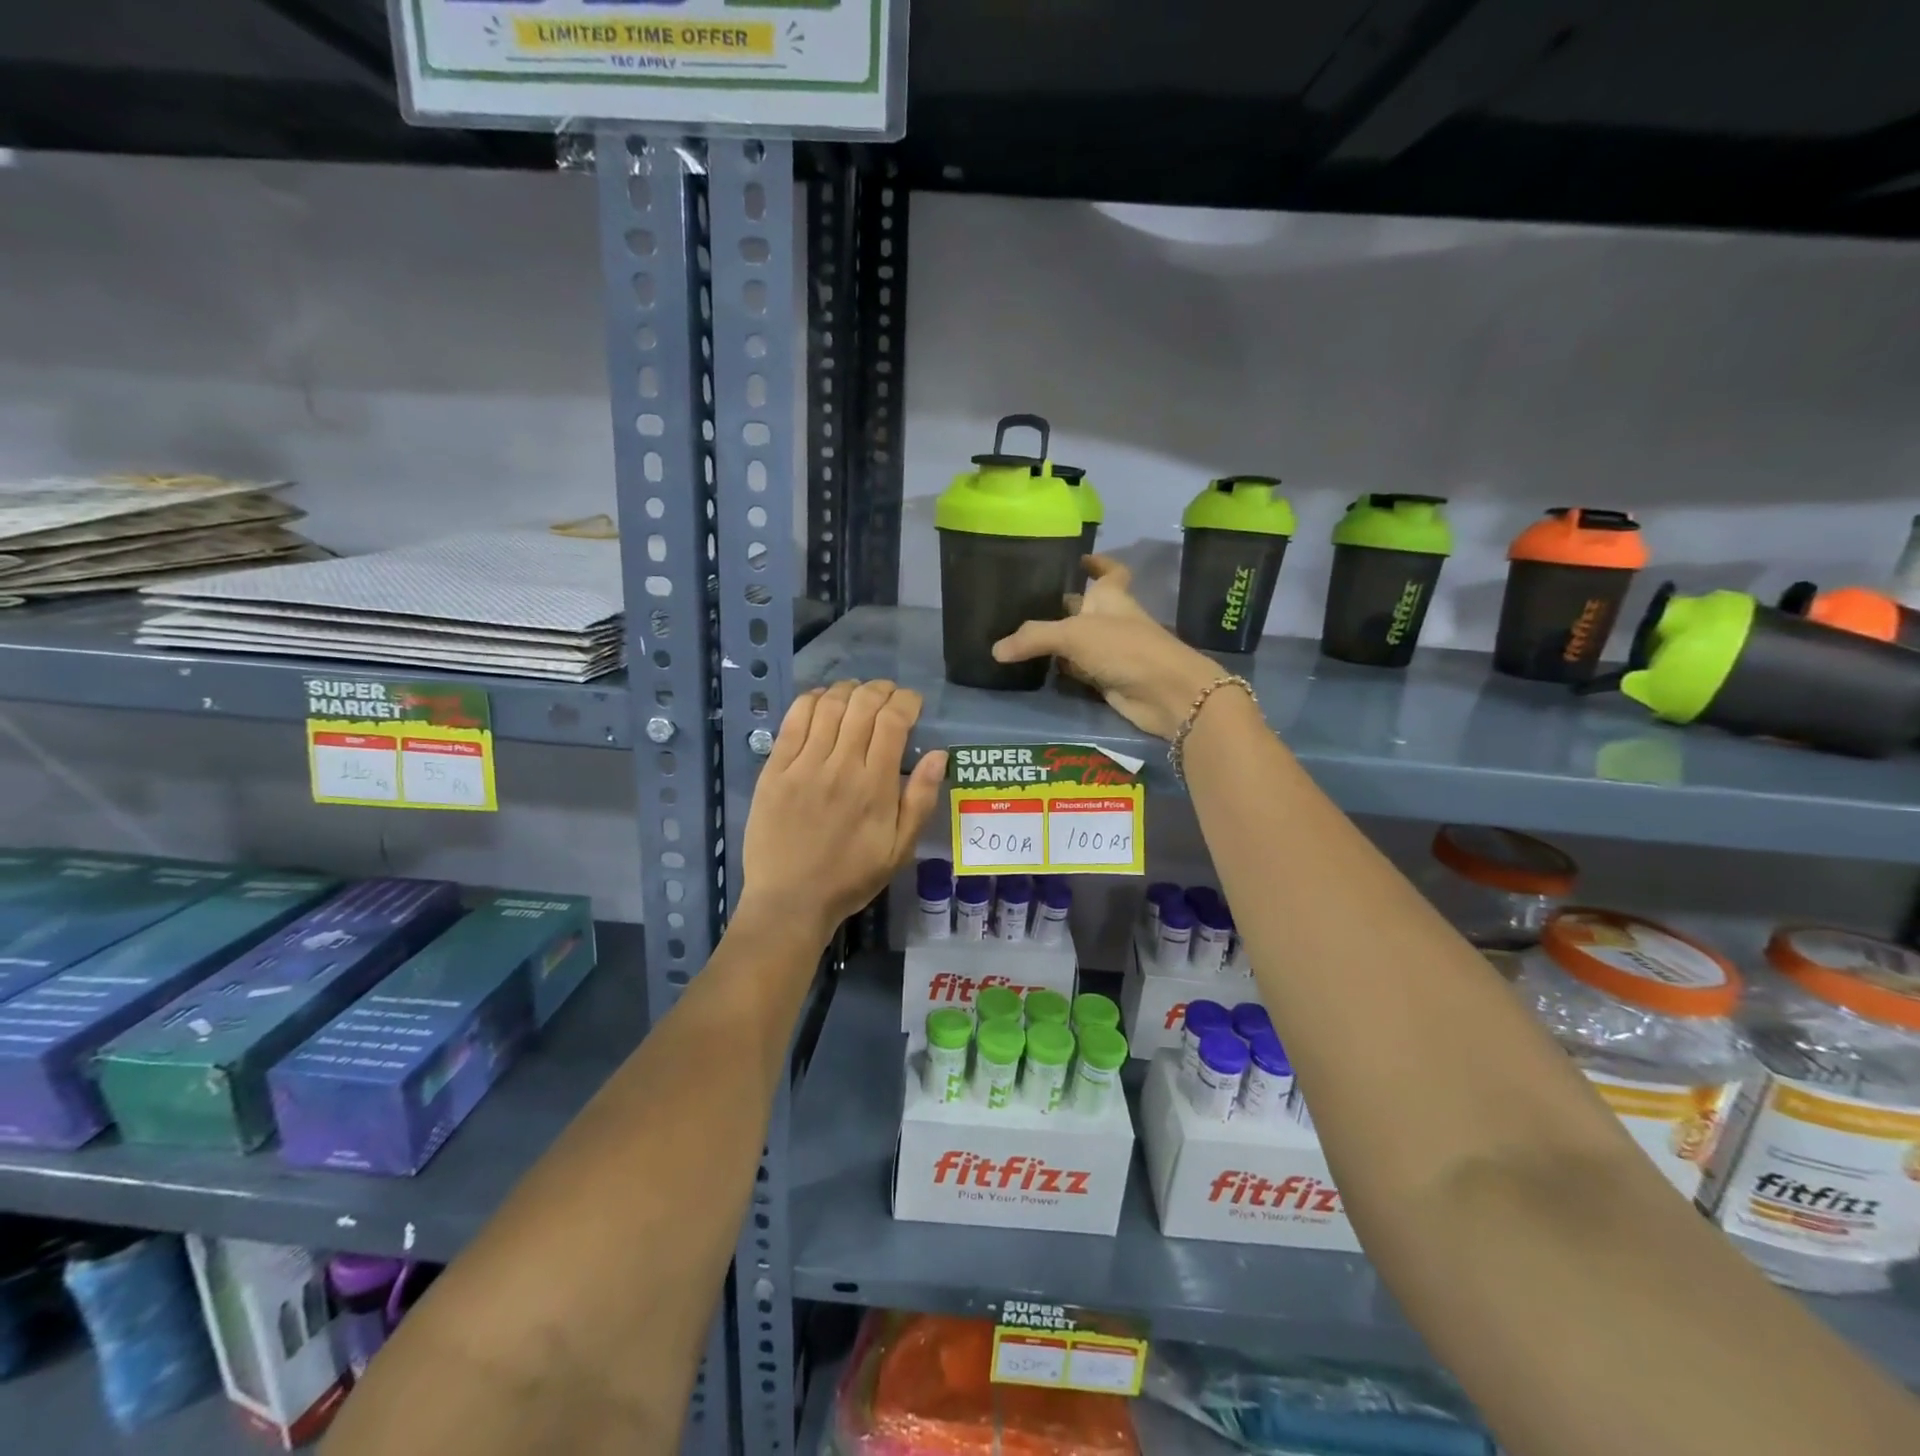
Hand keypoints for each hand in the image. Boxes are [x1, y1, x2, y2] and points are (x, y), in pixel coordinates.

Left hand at [739, 680, 948, 943]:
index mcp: (875, 786)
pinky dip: (810, 700)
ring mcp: (804, 765)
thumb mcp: (899, 850)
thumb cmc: (851, 878)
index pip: (893, 721)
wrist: (790, 900)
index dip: (906, 701)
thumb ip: (921, 800)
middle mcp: (840, 766)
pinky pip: (793, 721)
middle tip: (886, 694)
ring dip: (847, 690)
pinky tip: (820, 700)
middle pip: (862, 705)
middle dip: (880, 690)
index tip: (912, 703)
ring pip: (828, 706)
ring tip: (856, 693)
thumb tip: (939, 755)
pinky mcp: (774, 769)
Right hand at [992, 556, 1220, 738]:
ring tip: (1018, 634)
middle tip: (1025, 601)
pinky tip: (1036, 668)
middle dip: (1061, 604)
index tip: (1080, 558)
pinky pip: (1078, 669)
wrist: (1164, 693)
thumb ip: (1033, 638)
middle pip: (1085, 607)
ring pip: (1078, 641)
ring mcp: (1110, 651)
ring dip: (1056, 639)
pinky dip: (1061, 668)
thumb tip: (995, 649)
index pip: (1109, 572)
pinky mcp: (1106, 679)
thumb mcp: (1073, 635)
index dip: (1098, 564)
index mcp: (1111, 597)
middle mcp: (1110, 620)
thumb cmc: (1124, 648)